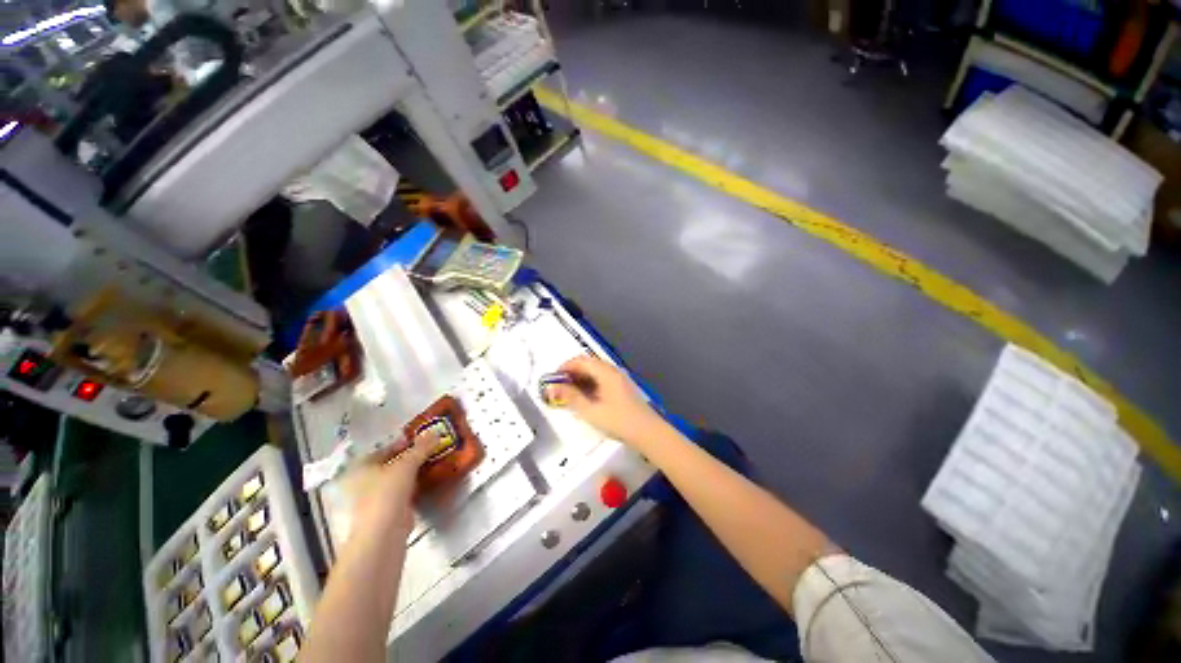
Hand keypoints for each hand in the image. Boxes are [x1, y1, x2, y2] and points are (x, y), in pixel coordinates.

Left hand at [345, 430, 437, 539]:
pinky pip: (404, 492)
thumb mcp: (407, 464)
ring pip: (398, 479)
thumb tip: (435, 432)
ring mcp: (375, 498)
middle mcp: (364, 482)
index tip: (422, 439)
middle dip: (410, 457)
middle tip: (430, 449)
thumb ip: (421, 447)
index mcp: (361, 467)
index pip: (383, 449)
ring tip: (434, 462)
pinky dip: (415, 486)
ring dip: (414, 472)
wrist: (384, 533)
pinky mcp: (388, 511)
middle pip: (391, 464)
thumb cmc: (387, 493)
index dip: (402, 442)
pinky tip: (429, 481)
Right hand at [544, 356, 660, 445]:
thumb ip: (571, 397)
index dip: (565, 367)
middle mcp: (612, 371)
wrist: (648, 432)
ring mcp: (619, 378)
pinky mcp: (622, 387)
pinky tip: (585, 398)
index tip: (552, 379)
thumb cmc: (618, 421)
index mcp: (605, 372)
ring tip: (569, 393)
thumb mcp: (590, 411)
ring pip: (595, 371)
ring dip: (580, 378)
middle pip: (588, 363)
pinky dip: (590, 383)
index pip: (581, 361)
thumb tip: (552, 387)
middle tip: (559, 387)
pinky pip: (602, 378)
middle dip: (572, 372)